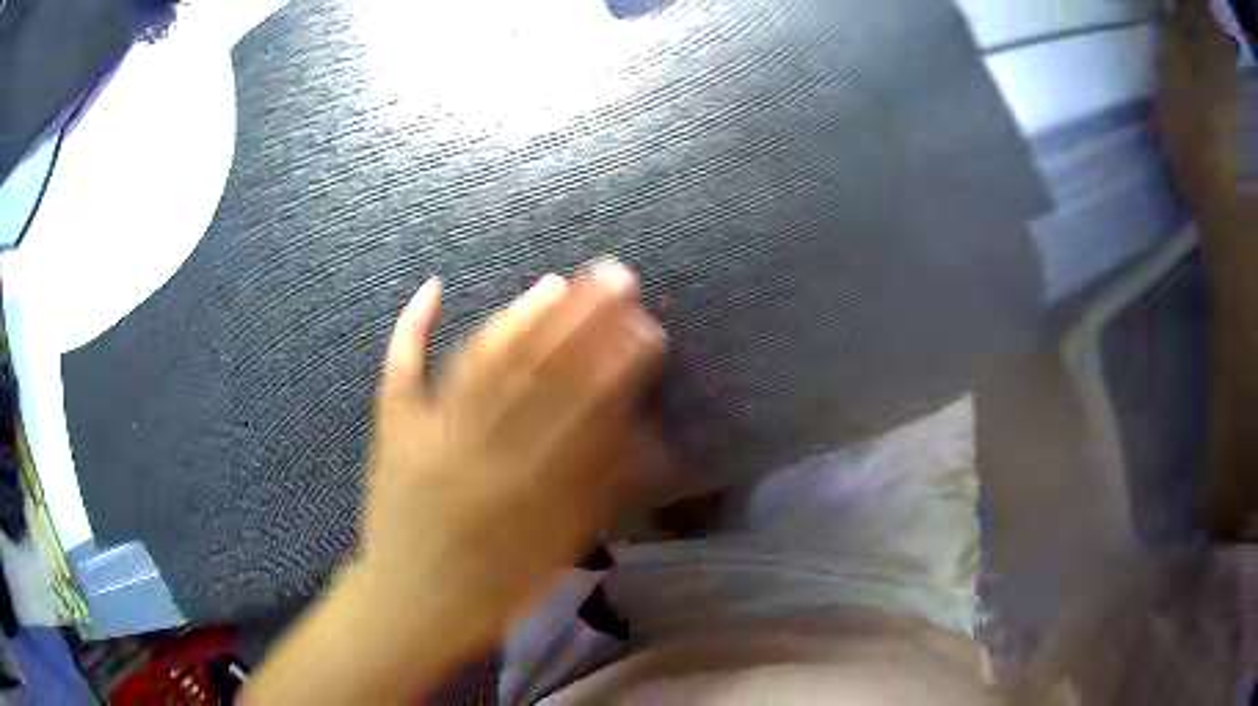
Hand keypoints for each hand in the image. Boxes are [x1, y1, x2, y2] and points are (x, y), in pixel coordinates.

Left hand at [356, 259, 664, 646]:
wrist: (410, 603)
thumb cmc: (493, 588)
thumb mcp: (559, 550)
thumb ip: (601, 491)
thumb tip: (647, 436)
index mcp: (525, 487)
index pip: (581, 408)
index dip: (617, 363)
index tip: (646, 325)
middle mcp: (477, 451)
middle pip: (535, 373)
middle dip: (580, 321)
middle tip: (614, 277)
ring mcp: (427, 434)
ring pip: (478, 363)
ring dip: (518, 318)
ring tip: (555, 283)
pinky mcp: (393, 431)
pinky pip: (399, 372)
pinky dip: (411, 328)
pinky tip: (433, 287)